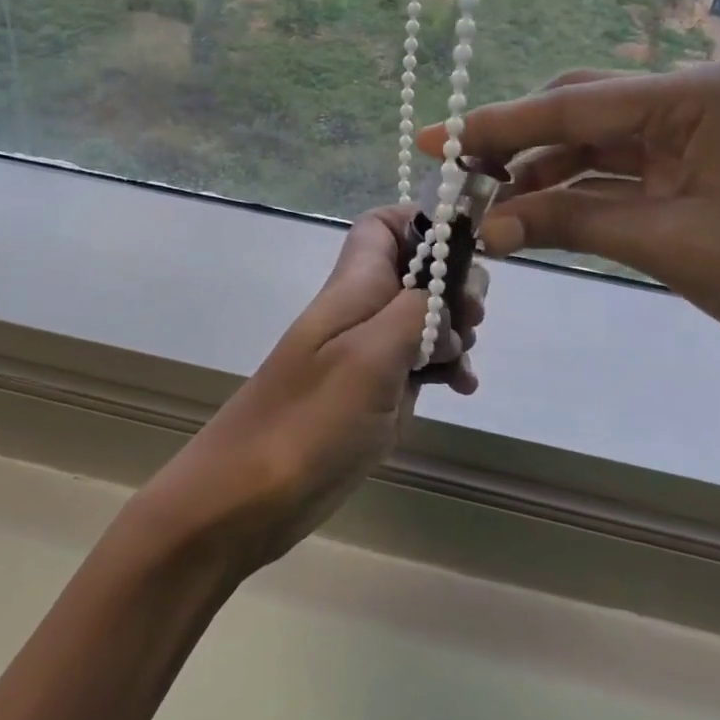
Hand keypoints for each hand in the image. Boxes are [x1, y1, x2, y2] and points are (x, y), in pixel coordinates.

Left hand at [147, 205, 484, 572]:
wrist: (249, 496)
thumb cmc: (309, 421)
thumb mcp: (370, 356)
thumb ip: (415, 310)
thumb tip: (445, 288)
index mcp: (352, 288)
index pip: (382, 226)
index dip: (423, 224)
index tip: (467, 249)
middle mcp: (359, 313)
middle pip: (414, 273)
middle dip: (453, 286)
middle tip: (471, 320)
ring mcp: (365, 356)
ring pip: (421, 320)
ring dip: (453, 333)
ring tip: (463, 362)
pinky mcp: (371, 395)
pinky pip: (415, 365)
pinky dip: (442, 369)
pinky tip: (460, 389)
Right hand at [419, 64, 719, 393]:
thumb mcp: (669, 243)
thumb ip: (572, 223)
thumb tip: (489, 228)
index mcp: (698, 96)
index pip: (575, 106)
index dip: (497, 124)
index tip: (434, 136)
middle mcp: (693, 106)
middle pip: (582, 113)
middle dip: (516, 142)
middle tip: (456, 172)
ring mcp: (695, 145)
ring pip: (595, 149)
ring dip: (542, 178)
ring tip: (488, 210)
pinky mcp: (693, 185)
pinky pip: (617, 183)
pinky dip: (574, 201)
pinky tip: (533, 220)